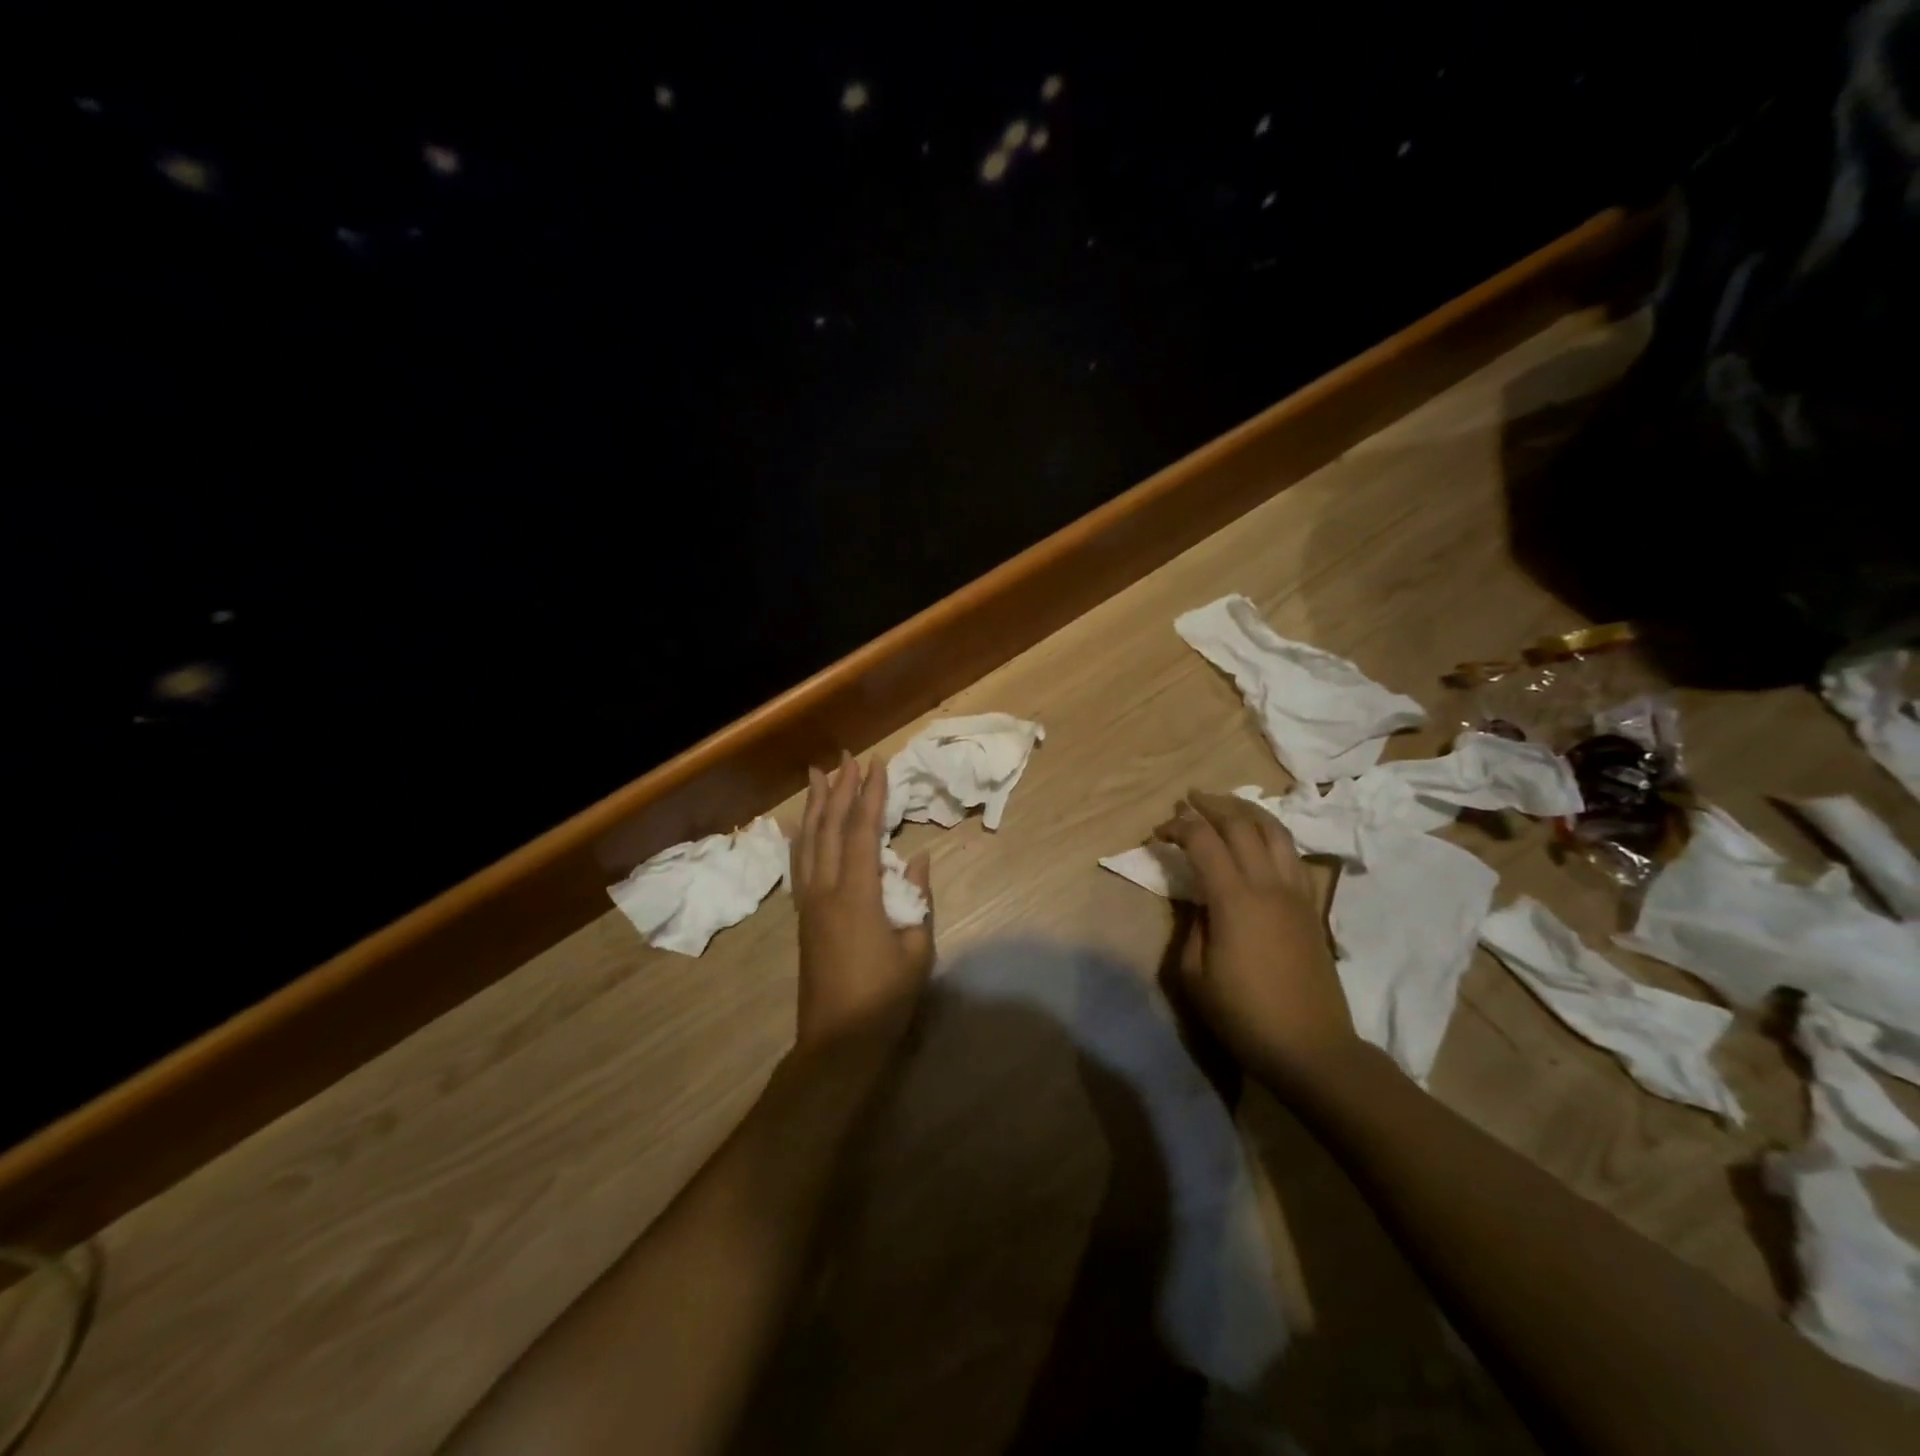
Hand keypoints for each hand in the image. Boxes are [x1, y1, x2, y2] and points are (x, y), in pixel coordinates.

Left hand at [793, 752, 934, 1049]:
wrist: (837, 1043)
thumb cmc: (884, 999)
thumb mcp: (916, 950)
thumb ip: (917, 899)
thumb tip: (917, 860)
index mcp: (857, 895)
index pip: (862, 832)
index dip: (871, 796)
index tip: (878, 765)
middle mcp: (826, 890)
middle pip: (829, 828)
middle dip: (841, 789)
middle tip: (848, 757)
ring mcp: (809, 903)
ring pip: (808, 842)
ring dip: (815, 805)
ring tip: (818, 775)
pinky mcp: (803, 917)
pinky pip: (799, 864)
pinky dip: (801, 837)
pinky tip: (801, 825)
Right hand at [1154, 790, 1357, 1083]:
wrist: (1312, 1048)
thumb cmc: (1244, 1016)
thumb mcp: (1195, 975)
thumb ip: (1193, 928)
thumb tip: (1201, 904)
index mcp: (1235, 900)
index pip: (1204, 841)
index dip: (1179, 827)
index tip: (1159, 832)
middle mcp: (1268, 885)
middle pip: (1242, 824)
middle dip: (1211, 805)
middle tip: (1188, 800)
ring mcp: (1296, 893)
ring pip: (1275, 831)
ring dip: (1246, 811)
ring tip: (1225, 806)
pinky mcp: (1311, 907)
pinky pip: (1292, 854)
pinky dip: (1271, 835)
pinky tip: (1258, 841)